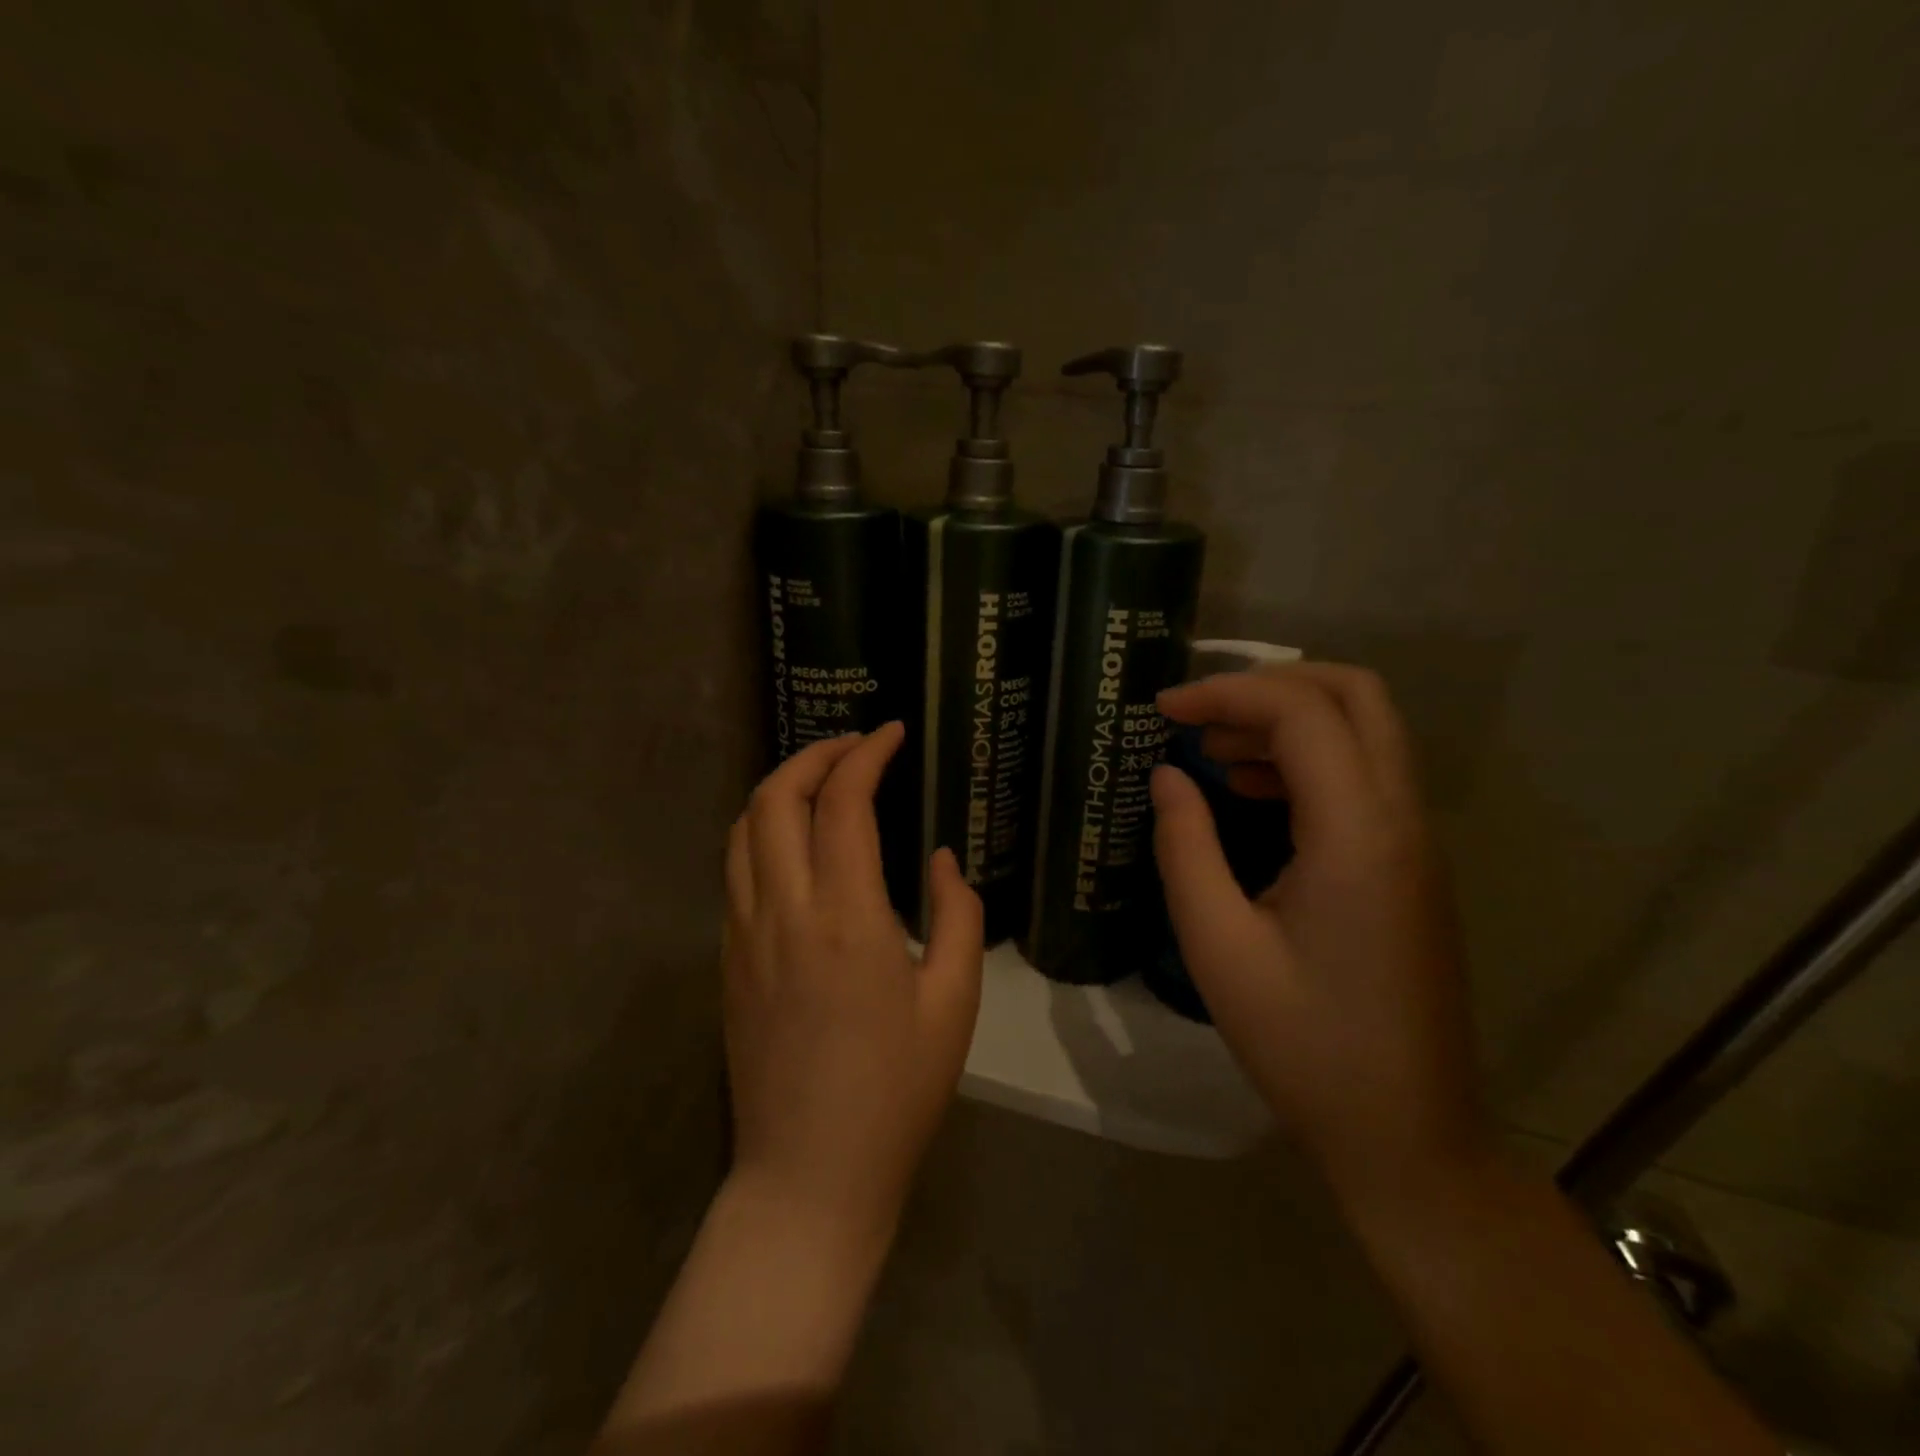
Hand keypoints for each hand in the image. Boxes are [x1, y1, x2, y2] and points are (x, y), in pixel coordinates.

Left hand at [723, 724, 983, 1250]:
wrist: (809, 1175)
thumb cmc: (896, 1093)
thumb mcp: (953, 1002)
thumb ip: (957, 916)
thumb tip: (942, 859)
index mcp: (847, 917)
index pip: (844, 801)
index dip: (867, 754)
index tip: (894, 733)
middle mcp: (783, 910)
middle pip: (775, 795)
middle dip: (815, 753)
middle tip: (857, 746)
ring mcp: (743, 933)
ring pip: (744, 827)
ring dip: (781, 786)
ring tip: (824, 781)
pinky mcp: (727, 958)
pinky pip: (736, 869)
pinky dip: (764, 830)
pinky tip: (798, 843)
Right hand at [1151, 664, 1488, 1195]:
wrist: (1407, 1136)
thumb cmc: (1304, 1045)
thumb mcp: (1218, 945)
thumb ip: (1185, 846)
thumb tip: (1167, 776)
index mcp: (1357, 834)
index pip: (1301, 713)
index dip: (1226, 693)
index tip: (1162, 711)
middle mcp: (1401, 820)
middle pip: (1355, 694)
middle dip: (1269, 685)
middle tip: (1199, 715)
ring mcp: (1416, 842)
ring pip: (1365, 730)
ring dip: (1288, 720)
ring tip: (1213, 751)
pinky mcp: (1411, 865)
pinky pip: (1365, 776)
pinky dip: (1308, 759)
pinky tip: (1252, 793)